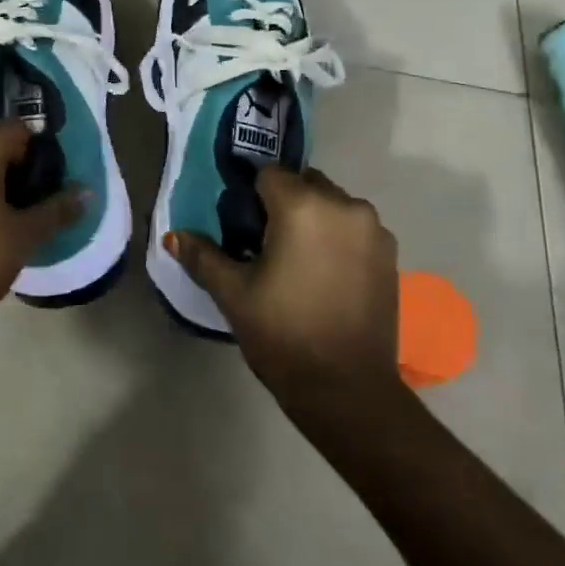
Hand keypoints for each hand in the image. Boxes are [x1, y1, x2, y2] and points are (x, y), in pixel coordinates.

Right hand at [168, 167, 401, 405]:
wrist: (348, 391)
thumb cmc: (283, 334)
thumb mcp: (233, 293)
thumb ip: (202, 256)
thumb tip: (173, 235)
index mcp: (303, 206)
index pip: (268, 174)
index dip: (250, 197)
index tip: (242, 228)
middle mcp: (344, 205)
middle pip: (304, 183)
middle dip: (283, 204)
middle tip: (265, 245)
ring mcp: (373, 229)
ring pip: (332, 204)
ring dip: (313, 219)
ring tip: (297, 262)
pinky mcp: (390, 254)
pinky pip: (354, 228)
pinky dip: (337, 238)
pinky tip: (324, 275)